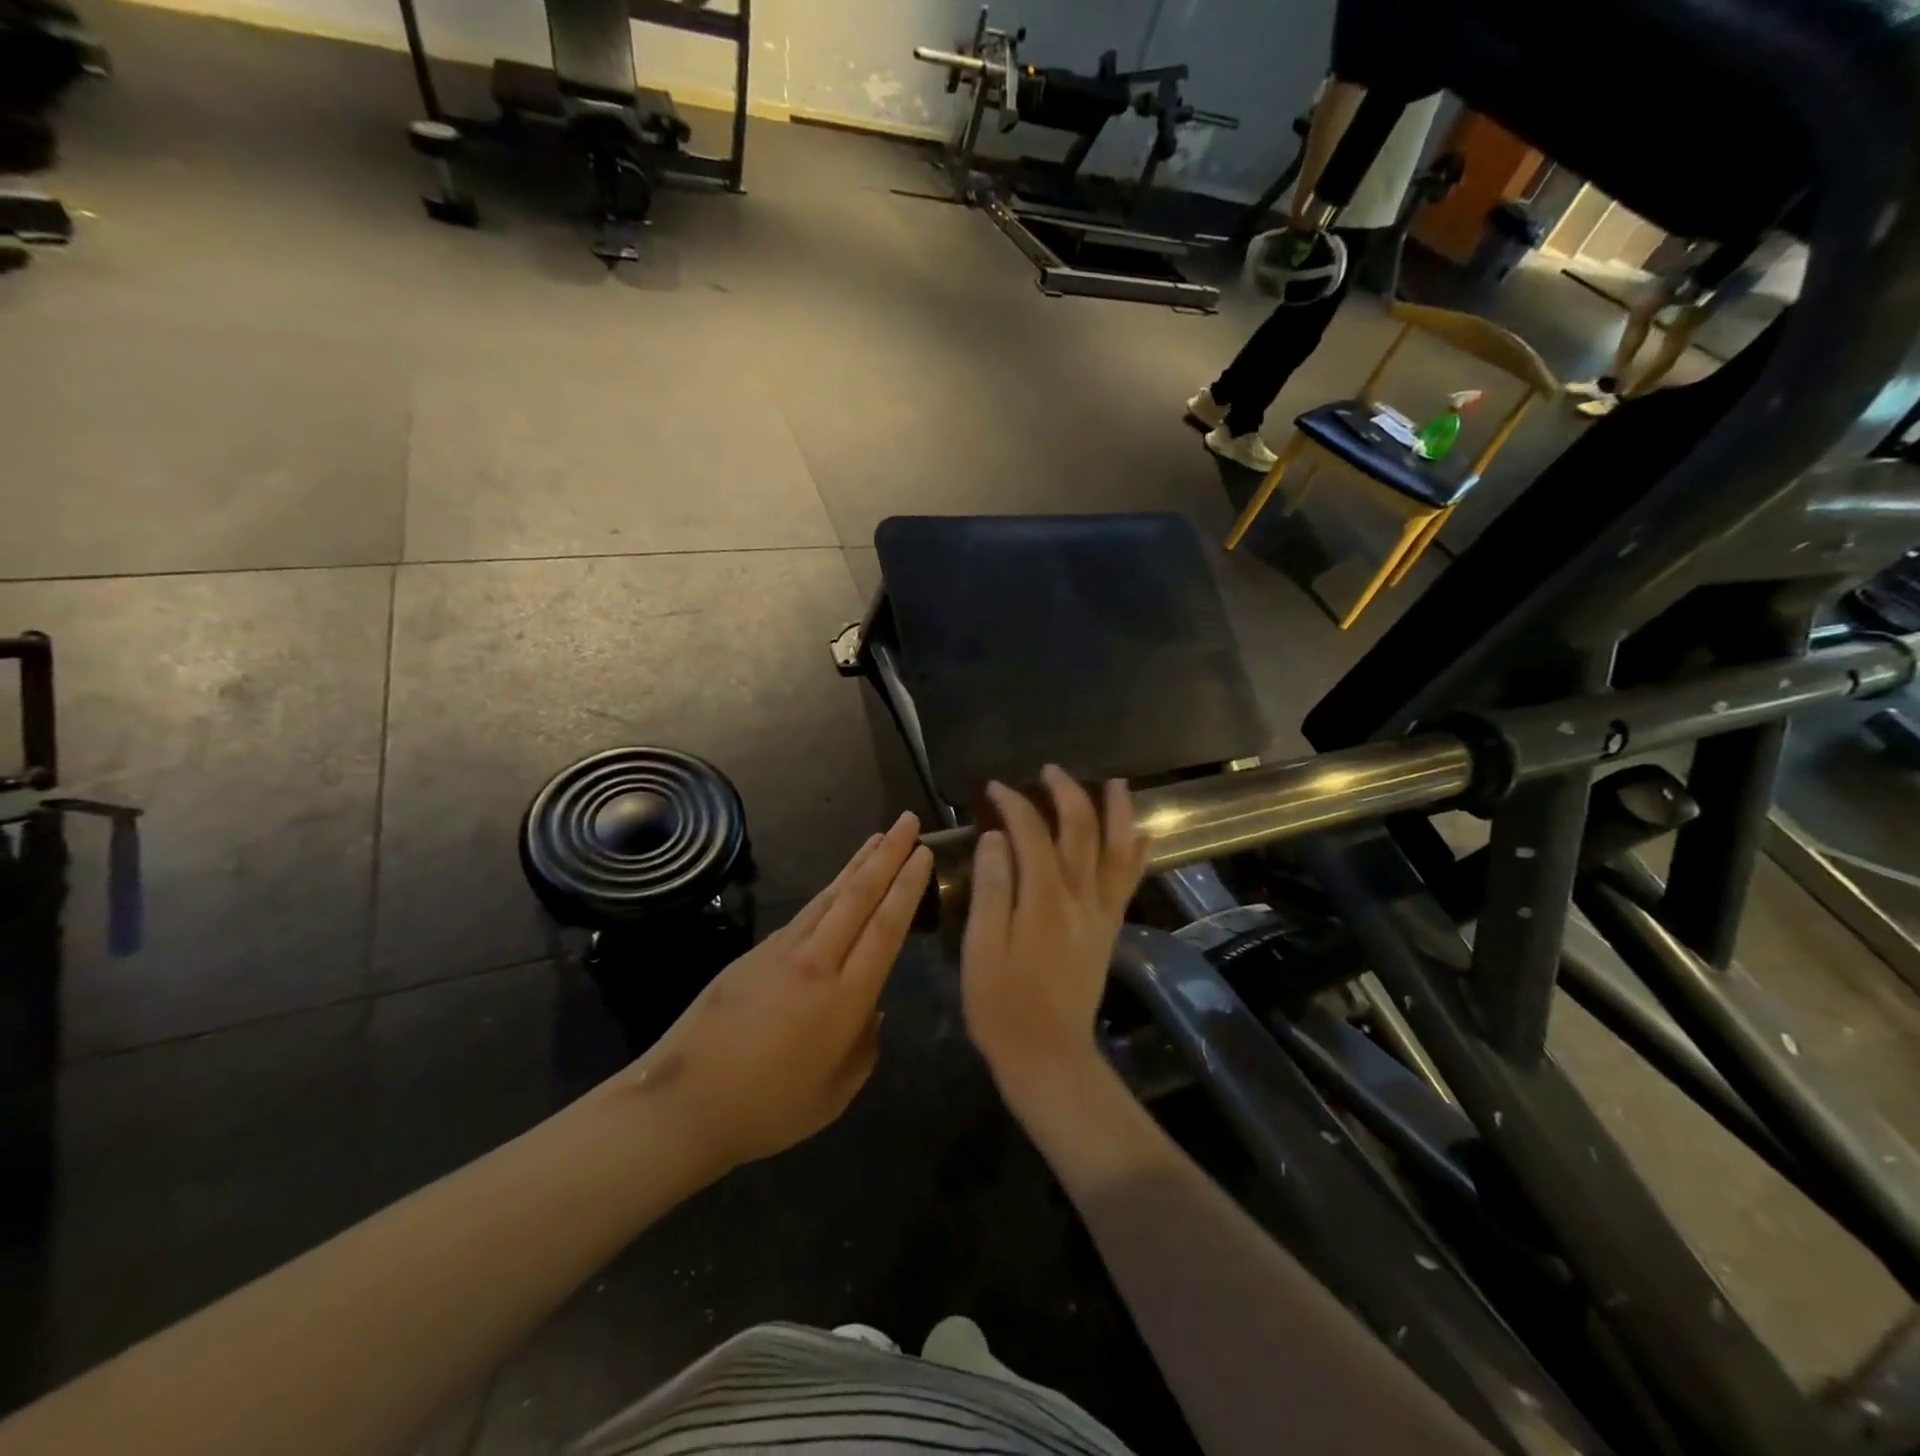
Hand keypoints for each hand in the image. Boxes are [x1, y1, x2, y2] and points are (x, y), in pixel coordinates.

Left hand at [608, 812, 932, 1173]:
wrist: (684, 1103)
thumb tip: (872, 1009)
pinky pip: (805, 913)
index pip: (885, 928)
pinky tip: (838, 885)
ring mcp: (782, 951)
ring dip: (858, 864)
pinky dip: (829, 890)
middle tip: (907, 821)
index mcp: (845, 999)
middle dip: (888, 854)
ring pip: (830, 896)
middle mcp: (817, 962)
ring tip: (878, 838)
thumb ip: (864, 1045)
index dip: (907, 887)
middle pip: (859, 896)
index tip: (923, 852)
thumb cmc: (769, 1109)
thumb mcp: (836, 1092)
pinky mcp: (756, 953)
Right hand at [961, 767, 1149, 1099]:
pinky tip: (1142, 835)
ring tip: (1116, 783)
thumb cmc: (1001, 1004)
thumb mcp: (980, 948)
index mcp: (1043, 899)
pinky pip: (1128, 881)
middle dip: (1067, 793)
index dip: (1014, 804)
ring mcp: (1100, 913)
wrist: (1048, 1054)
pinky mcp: (1109, 929)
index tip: (996, 788)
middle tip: (1050, 770)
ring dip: (1117, 813)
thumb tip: (996, 837)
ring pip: (1116, 850)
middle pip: (1080, 831)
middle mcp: (1079, 897)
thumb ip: (991, 888)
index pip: (1031, 834)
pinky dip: (1136, 853)